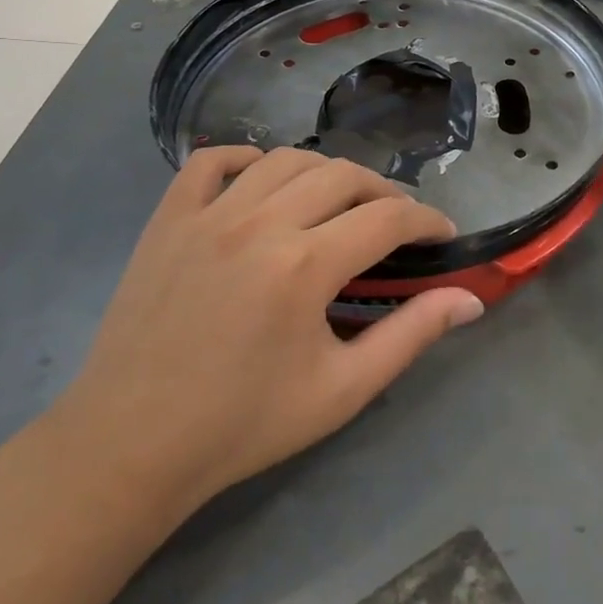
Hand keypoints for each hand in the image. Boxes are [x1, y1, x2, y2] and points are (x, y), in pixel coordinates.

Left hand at [49, 148, 483, 525]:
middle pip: (343, 176)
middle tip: (397, 223)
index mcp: (305, 265)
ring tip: (340, 201)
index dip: (427, 222)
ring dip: (326, 173)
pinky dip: (244, 158)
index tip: (443, 235)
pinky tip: (261, 179)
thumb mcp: (342, 390)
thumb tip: (469, 300)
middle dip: (384, 192)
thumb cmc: (244, 424)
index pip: (388, 219)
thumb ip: (410, 336)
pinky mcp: (168, 219)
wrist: (132, 444)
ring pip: (285, 160)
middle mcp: (260, 222)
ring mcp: (208, 213)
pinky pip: (209, 162)